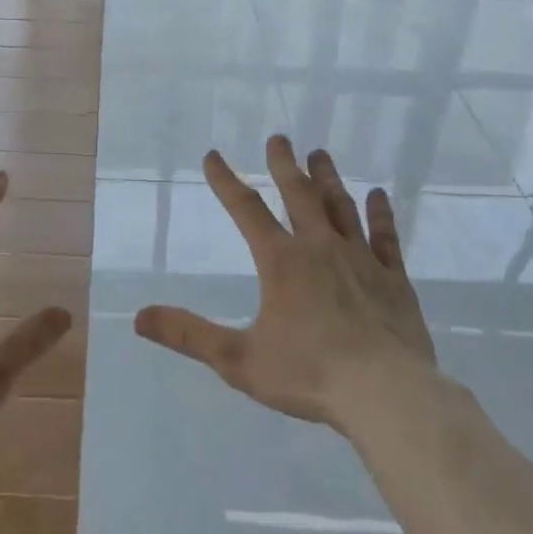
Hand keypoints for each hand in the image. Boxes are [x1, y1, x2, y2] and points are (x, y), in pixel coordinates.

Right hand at [135, 137, 437, 429]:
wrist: (387, 395)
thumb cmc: (309, 375)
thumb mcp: (238, 359)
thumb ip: (189, 335)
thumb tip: (139, 317)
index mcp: (281, 261)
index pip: (246, 209)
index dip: (225, 180)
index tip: (213, 156)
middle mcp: (319, 247)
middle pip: (298, 194)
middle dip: (284, 164)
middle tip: (278, 138)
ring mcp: (360, 259)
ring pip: (341, 206)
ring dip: (327, 178)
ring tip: (319, 153)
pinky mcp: (393, 278)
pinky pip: (385, 237)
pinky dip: (381, 213)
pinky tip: (379, 195)